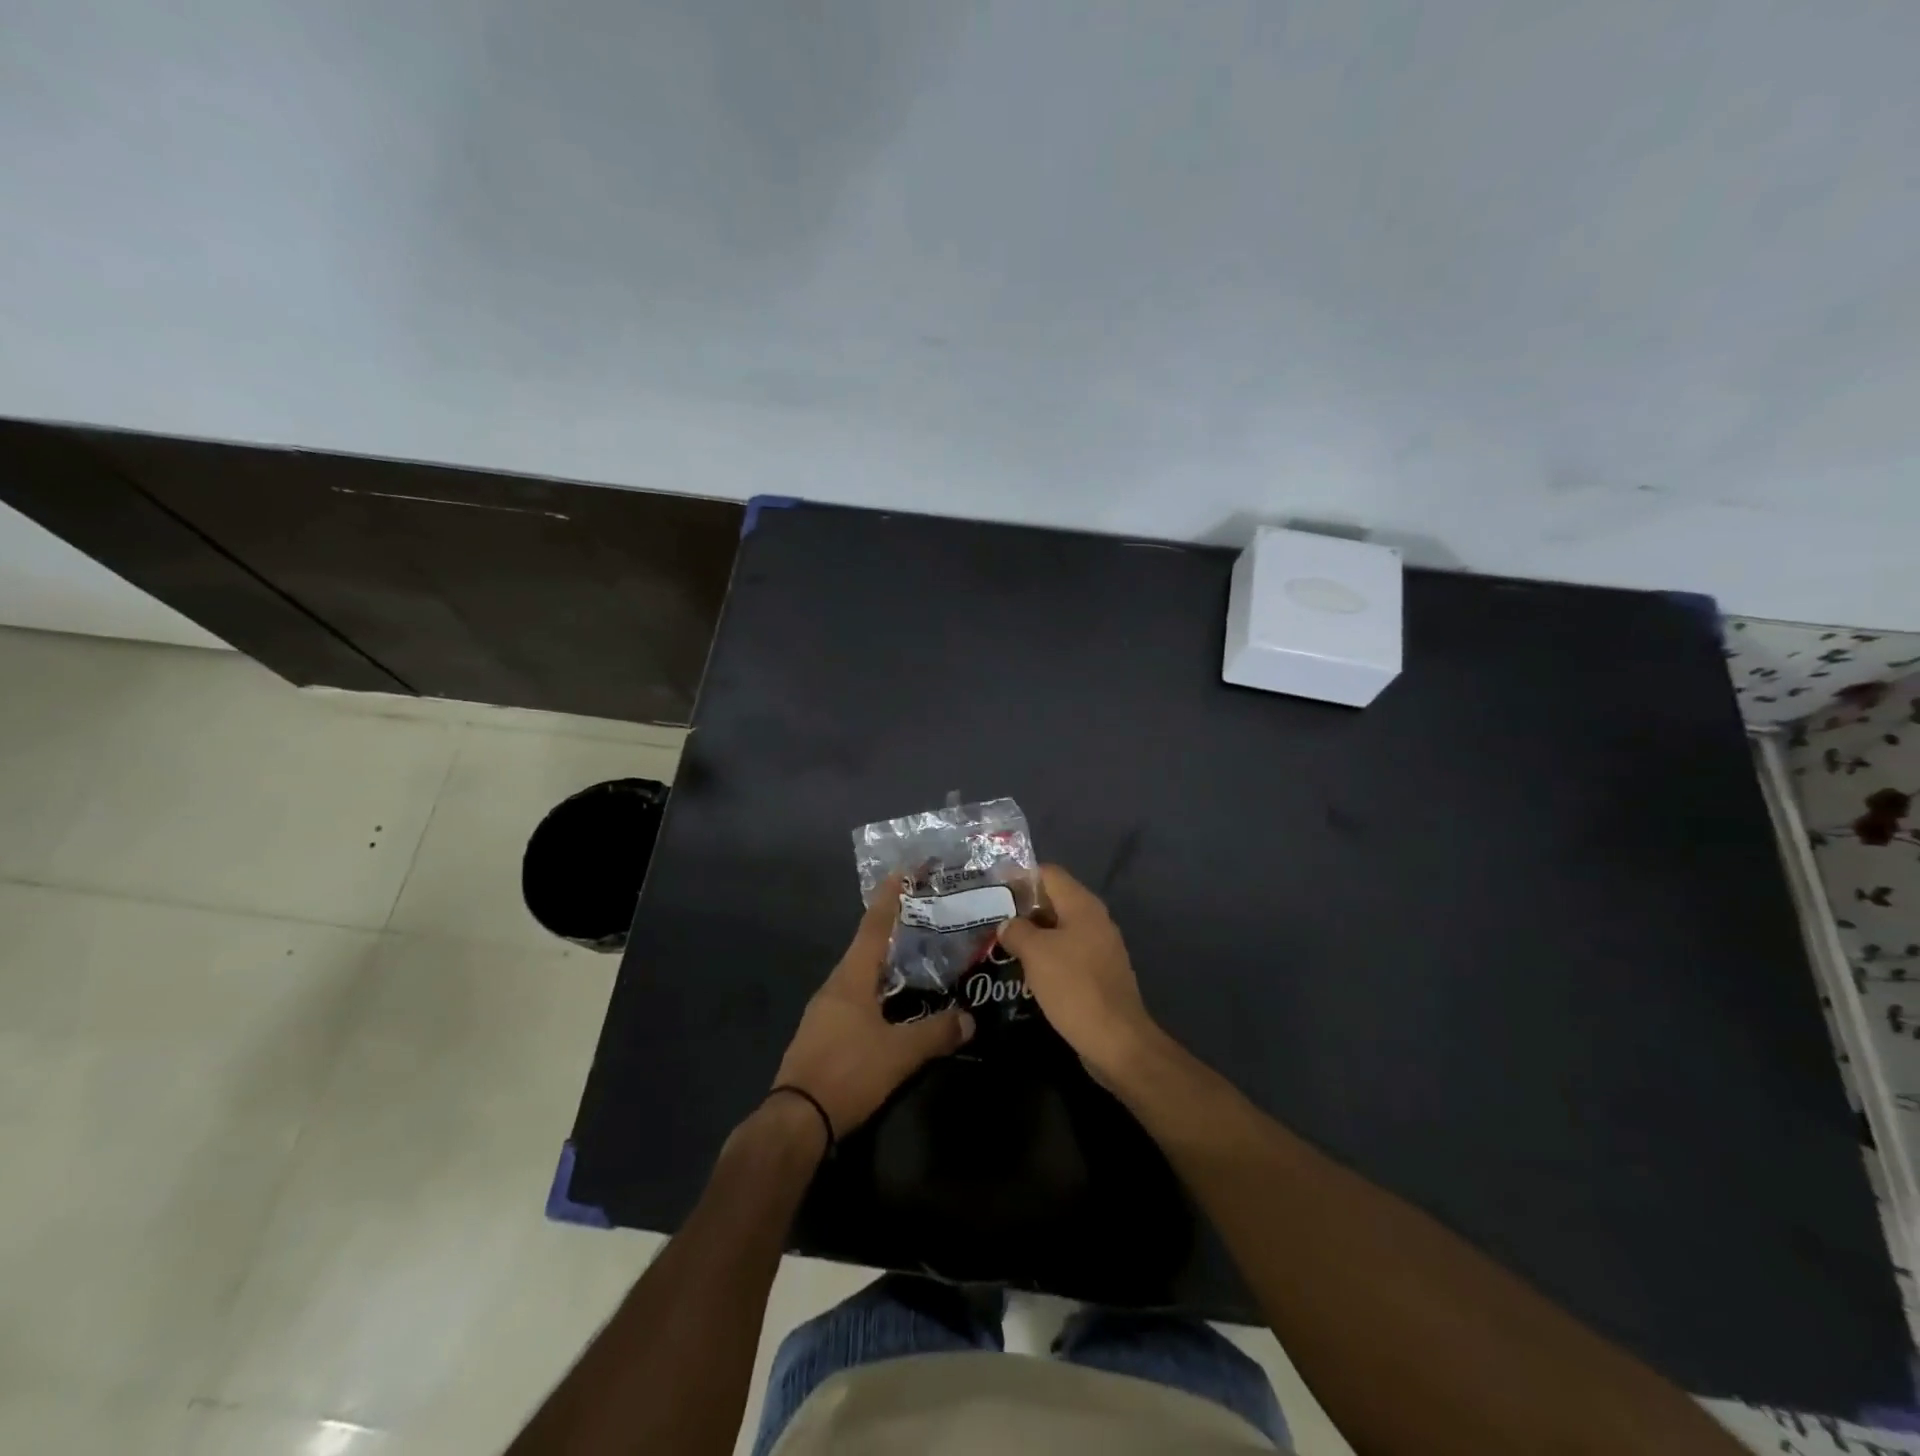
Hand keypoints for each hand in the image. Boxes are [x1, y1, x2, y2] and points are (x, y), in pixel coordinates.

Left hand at [772, 880, 974, 1138]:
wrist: (796, 1119)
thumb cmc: (848, 1072)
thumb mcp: (900, 1054)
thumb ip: (936, 1033)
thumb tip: (970, 1019)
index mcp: (851, 978)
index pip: (873, 927)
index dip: (889, 899)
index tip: (901, 872)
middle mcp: (835, 985)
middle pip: (865, 947)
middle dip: (891, 930)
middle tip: (922, 918)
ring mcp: (824, 1010)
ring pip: (859, 974)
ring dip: (884, 962)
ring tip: (913, 958)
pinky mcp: (822, 1033)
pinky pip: (853, 997)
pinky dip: (875, 989)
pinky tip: (892, 1004)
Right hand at [998, 864, 1158, 1079]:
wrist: (1117, 1040)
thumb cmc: (1074, 987)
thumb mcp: (1036, 953)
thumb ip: (1017, 930)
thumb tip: (1008, 924)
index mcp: (1082, 905)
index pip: (1049, 873)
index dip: (1020, 877)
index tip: (993, 889)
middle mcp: (1095, 919)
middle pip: (1054, 900)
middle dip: (1023, 908)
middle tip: (991, 918)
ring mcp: (1100, 947)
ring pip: (1059, 929)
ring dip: (1033, 934)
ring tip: (1001, 944)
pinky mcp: (1099, 973)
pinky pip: (1067, 953)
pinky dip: (1046, 956)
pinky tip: (1025, 971)